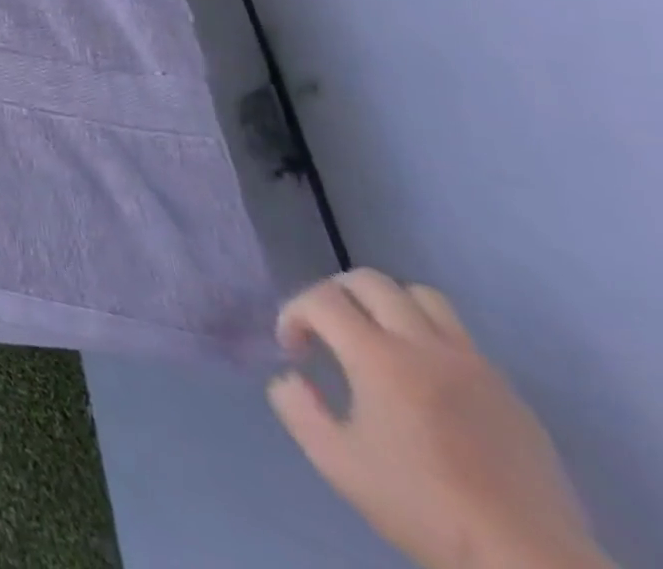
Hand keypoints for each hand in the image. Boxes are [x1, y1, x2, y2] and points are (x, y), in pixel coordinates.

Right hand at [269, 269, 607, 568]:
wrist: (529, 563)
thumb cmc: (424, 507)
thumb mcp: (337, 463)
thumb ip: (297, 408)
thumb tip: (292, 378)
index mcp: (379, 359)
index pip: (321, 298)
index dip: (294, 313)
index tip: (295, 350)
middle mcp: (425, 347)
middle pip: (369, 281)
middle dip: (335, 295)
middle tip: (327, 331)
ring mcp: (473, 365)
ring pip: (421, 296)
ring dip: (387, 305)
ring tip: (378, 339)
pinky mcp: (507, 390)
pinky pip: (460, 335)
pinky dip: (428, 336)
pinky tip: (425, 378)